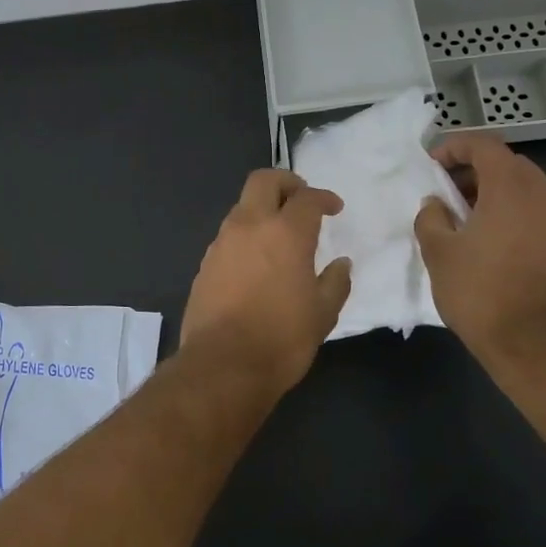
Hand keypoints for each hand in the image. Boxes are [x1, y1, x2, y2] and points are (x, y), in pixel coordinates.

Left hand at [181, 169, 352, 393]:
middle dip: (285, 182)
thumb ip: (336, 282)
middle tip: (300, 198)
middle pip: (263, 181)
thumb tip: (341, 264)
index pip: (307, 198)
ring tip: (280, 235)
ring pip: (242, 207)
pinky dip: (246, 236)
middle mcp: (249, 226)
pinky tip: (257, 261)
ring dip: (262, 210)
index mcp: (285, 232)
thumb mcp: (323, 313)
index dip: (324, 197)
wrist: (222, 365)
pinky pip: (228, 236)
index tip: (334, 208)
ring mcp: (221, 243)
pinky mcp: (205, 263)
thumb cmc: (282, 338)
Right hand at [413, 134, 545, 374]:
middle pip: (510, 165)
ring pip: (530, 191)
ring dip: (500, 195)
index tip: (433, 164)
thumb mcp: (438, 252)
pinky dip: (519, 217)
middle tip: (450, 192)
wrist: (533, 344)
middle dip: (477, 171)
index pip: (485, 145)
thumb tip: (437, 204)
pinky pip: (543, 217)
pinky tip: (501, 245)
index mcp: (511, 188)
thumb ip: (431, 217)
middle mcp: (545, 196)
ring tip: (473, 220)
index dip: (455, 147)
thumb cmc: (479, 291)